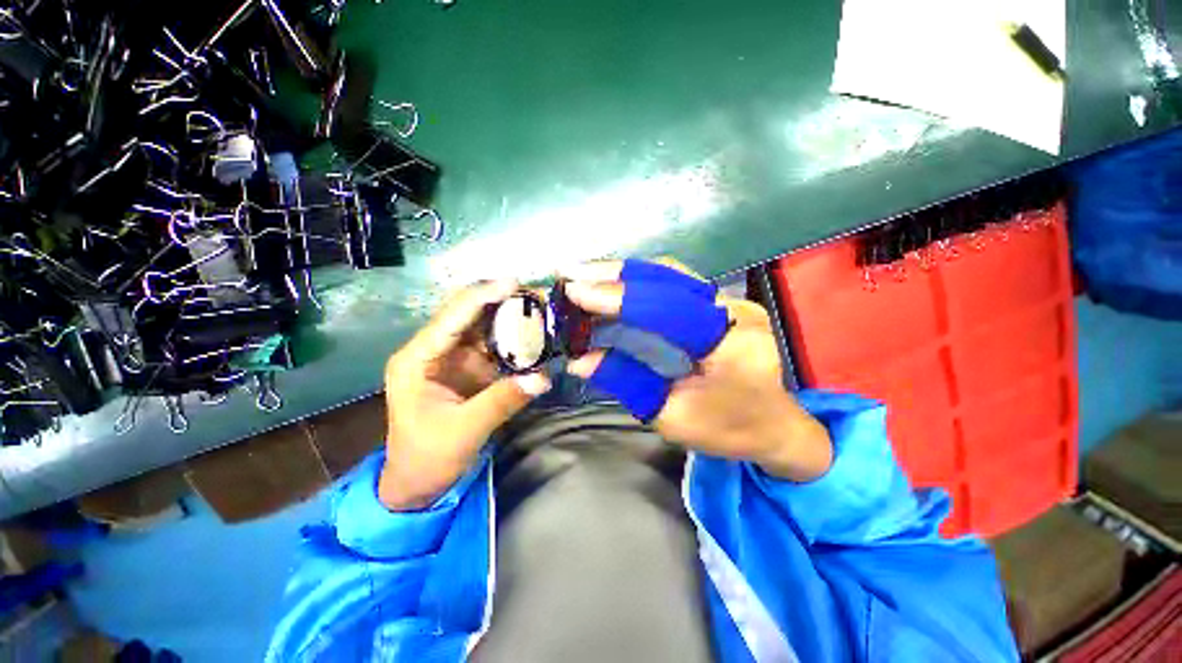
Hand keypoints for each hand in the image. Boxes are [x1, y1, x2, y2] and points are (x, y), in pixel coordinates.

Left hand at [380, 280, 550, 509]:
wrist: (418, 483)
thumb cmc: (427, 458)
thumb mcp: (464, 432)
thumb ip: (502, 401)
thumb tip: (543, 377)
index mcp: (417, 359)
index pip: (451, 317)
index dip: (483, 296)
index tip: (514, 283)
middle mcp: (434, 350)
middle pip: (468, 313)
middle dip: (502, 300)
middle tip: (537, 295)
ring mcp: (454, 357)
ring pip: (484, 325)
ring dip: (512, 316)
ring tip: (542, 308)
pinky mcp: (470, 368)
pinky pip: (495, 345)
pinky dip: (515, 337)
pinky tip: (536, 332)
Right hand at [563, 260, 831, 481]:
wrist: (775, 425)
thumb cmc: (728, 430)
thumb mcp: (672, 416)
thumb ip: (626, 381)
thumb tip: (580, 360)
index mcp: (731, 344)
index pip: (668, 309)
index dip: (619, 298)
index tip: (575, 291)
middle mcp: (735, 310)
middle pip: (669, 277)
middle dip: (615, 274)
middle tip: (571, 272)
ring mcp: (731, 300)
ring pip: (670, 274)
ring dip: (624, 273)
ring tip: (584, 274)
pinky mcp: (721, 302)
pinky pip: (674, 284)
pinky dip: (638, 282)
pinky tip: (613, 284)